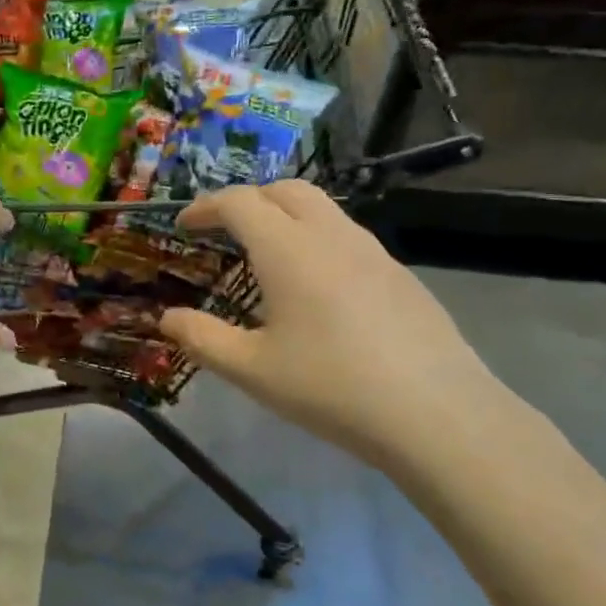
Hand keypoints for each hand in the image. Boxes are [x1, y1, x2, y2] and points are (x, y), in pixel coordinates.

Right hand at [158, 182, 506, 472]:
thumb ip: (202, 338)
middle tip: (224, 230)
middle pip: (285, 190)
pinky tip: (316, 289)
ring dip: (285, 216)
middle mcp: (331, 235)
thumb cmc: (331, 387)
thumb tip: (167, 318)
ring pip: (322, 209)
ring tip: (267, 255)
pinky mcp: (401, 275)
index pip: (239, 202)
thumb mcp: (251, 370)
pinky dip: (317, 240)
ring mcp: (373, 252)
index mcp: (288, 249)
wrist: (437, 414)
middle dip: (248, 200)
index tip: (183, 225)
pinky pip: (347, 237)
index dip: (205, 207)